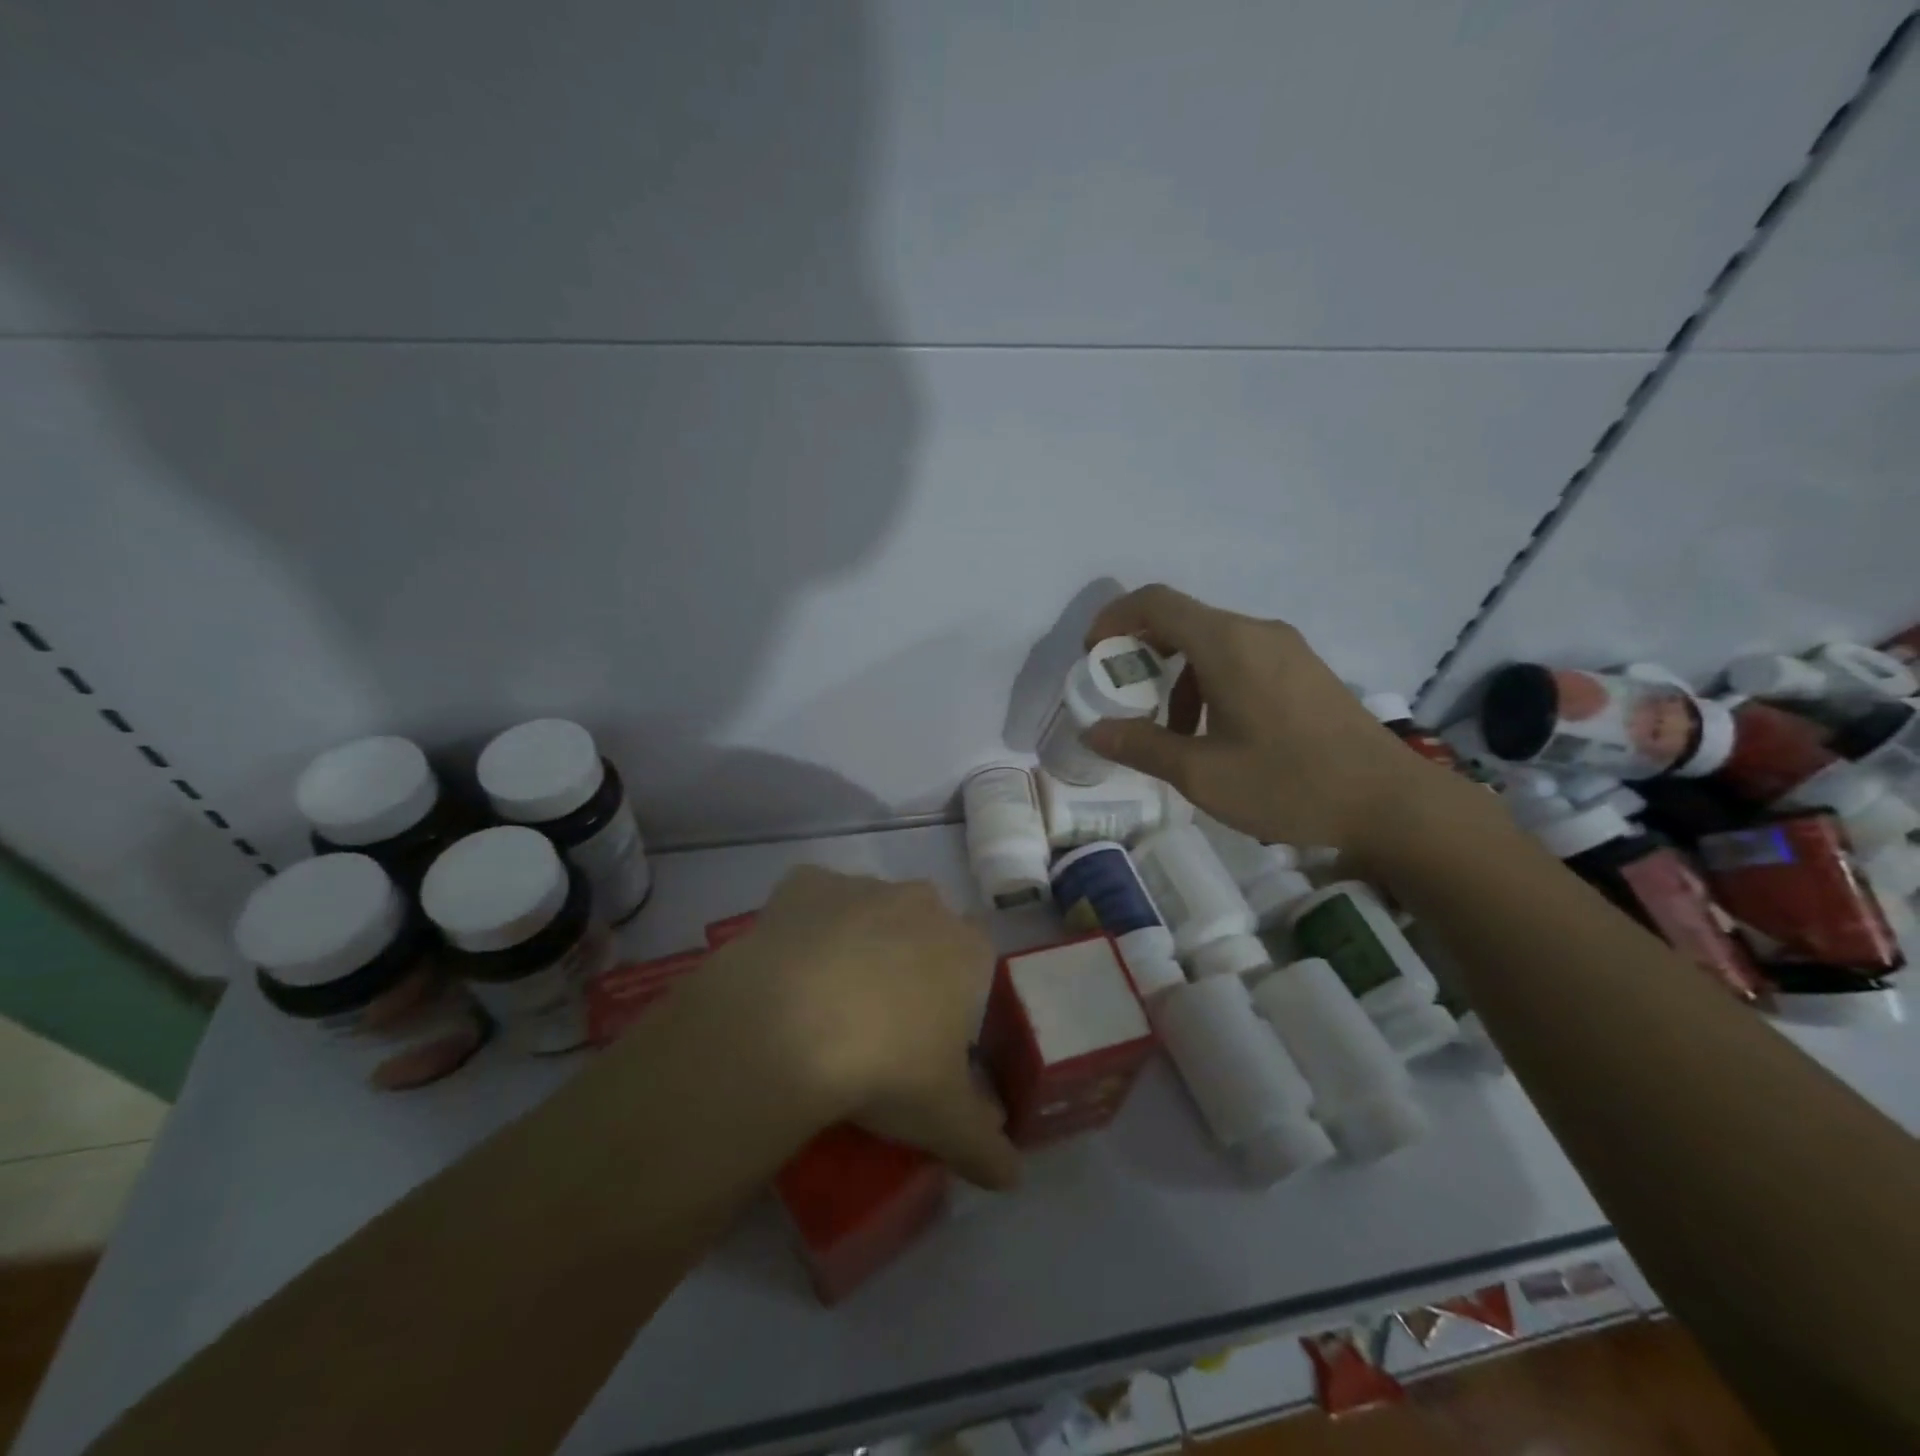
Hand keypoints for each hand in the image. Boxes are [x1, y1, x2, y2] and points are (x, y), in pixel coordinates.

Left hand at [695, 866, 1019, 1189]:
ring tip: (825, 1002)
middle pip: (924, 928)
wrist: (789, 1024)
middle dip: (910, 963)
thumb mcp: (944, 1121)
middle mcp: (920, 902)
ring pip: (869, 911)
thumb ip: (986, 1146)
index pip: (979, 960)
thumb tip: (1012, 1177)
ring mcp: (861, 886)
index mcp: (965, 948)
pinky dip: (806, 927)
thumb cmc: (886, 1066)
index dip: (960, 995)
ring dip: (858, 942)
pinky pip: (813, 901)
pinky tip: (787, 970)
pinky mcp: (805, 882)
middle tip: (881, 1021)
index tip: (934, 1035)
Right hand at [1081, 584, 1449, 861]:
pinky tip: (1215, 736)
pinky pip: (1241, 659)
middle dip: (1142, 654)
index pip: (1156, 602)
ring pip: (1211, 644)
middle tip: (1122, 698)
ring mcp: (1286, 649)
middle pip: (1182, 621)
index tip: (1092, 656)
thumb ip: (1141, 745)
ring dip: (1177, 678)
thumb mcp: (1201, 774)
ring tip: (1170, 734)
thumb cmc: (1288, 783)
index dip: (1114, 619)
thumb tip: (1093, 730)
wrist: (1390, 803)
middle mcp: (1256, 632)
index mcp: (1228, 644)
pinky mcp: (1304, 670)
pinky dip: (1209, 684)